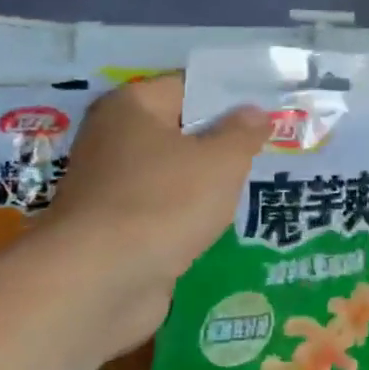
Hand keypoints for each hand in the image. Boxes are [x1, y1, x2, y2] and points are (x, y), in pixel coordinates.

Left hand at [44, 74, 268, 293]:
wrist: (99, 283)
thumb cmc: (164, 202)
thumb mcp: (221, 161)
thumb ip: (243, 132)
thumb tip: (254, 112)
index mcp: (132, 107)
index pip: (189, 86)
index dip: (230, 97)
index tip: (268, 111)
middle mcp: (113, 139)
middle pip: (180, 131)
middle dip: (221, 142)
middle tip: (269, 149)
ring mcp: (110, 187)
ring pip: (172, 174)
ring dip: (205, 184)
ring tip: (252, 187)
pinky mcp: (113, 230)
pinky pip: (162, 210)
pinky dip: (187, 217)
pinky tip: (219, 225)